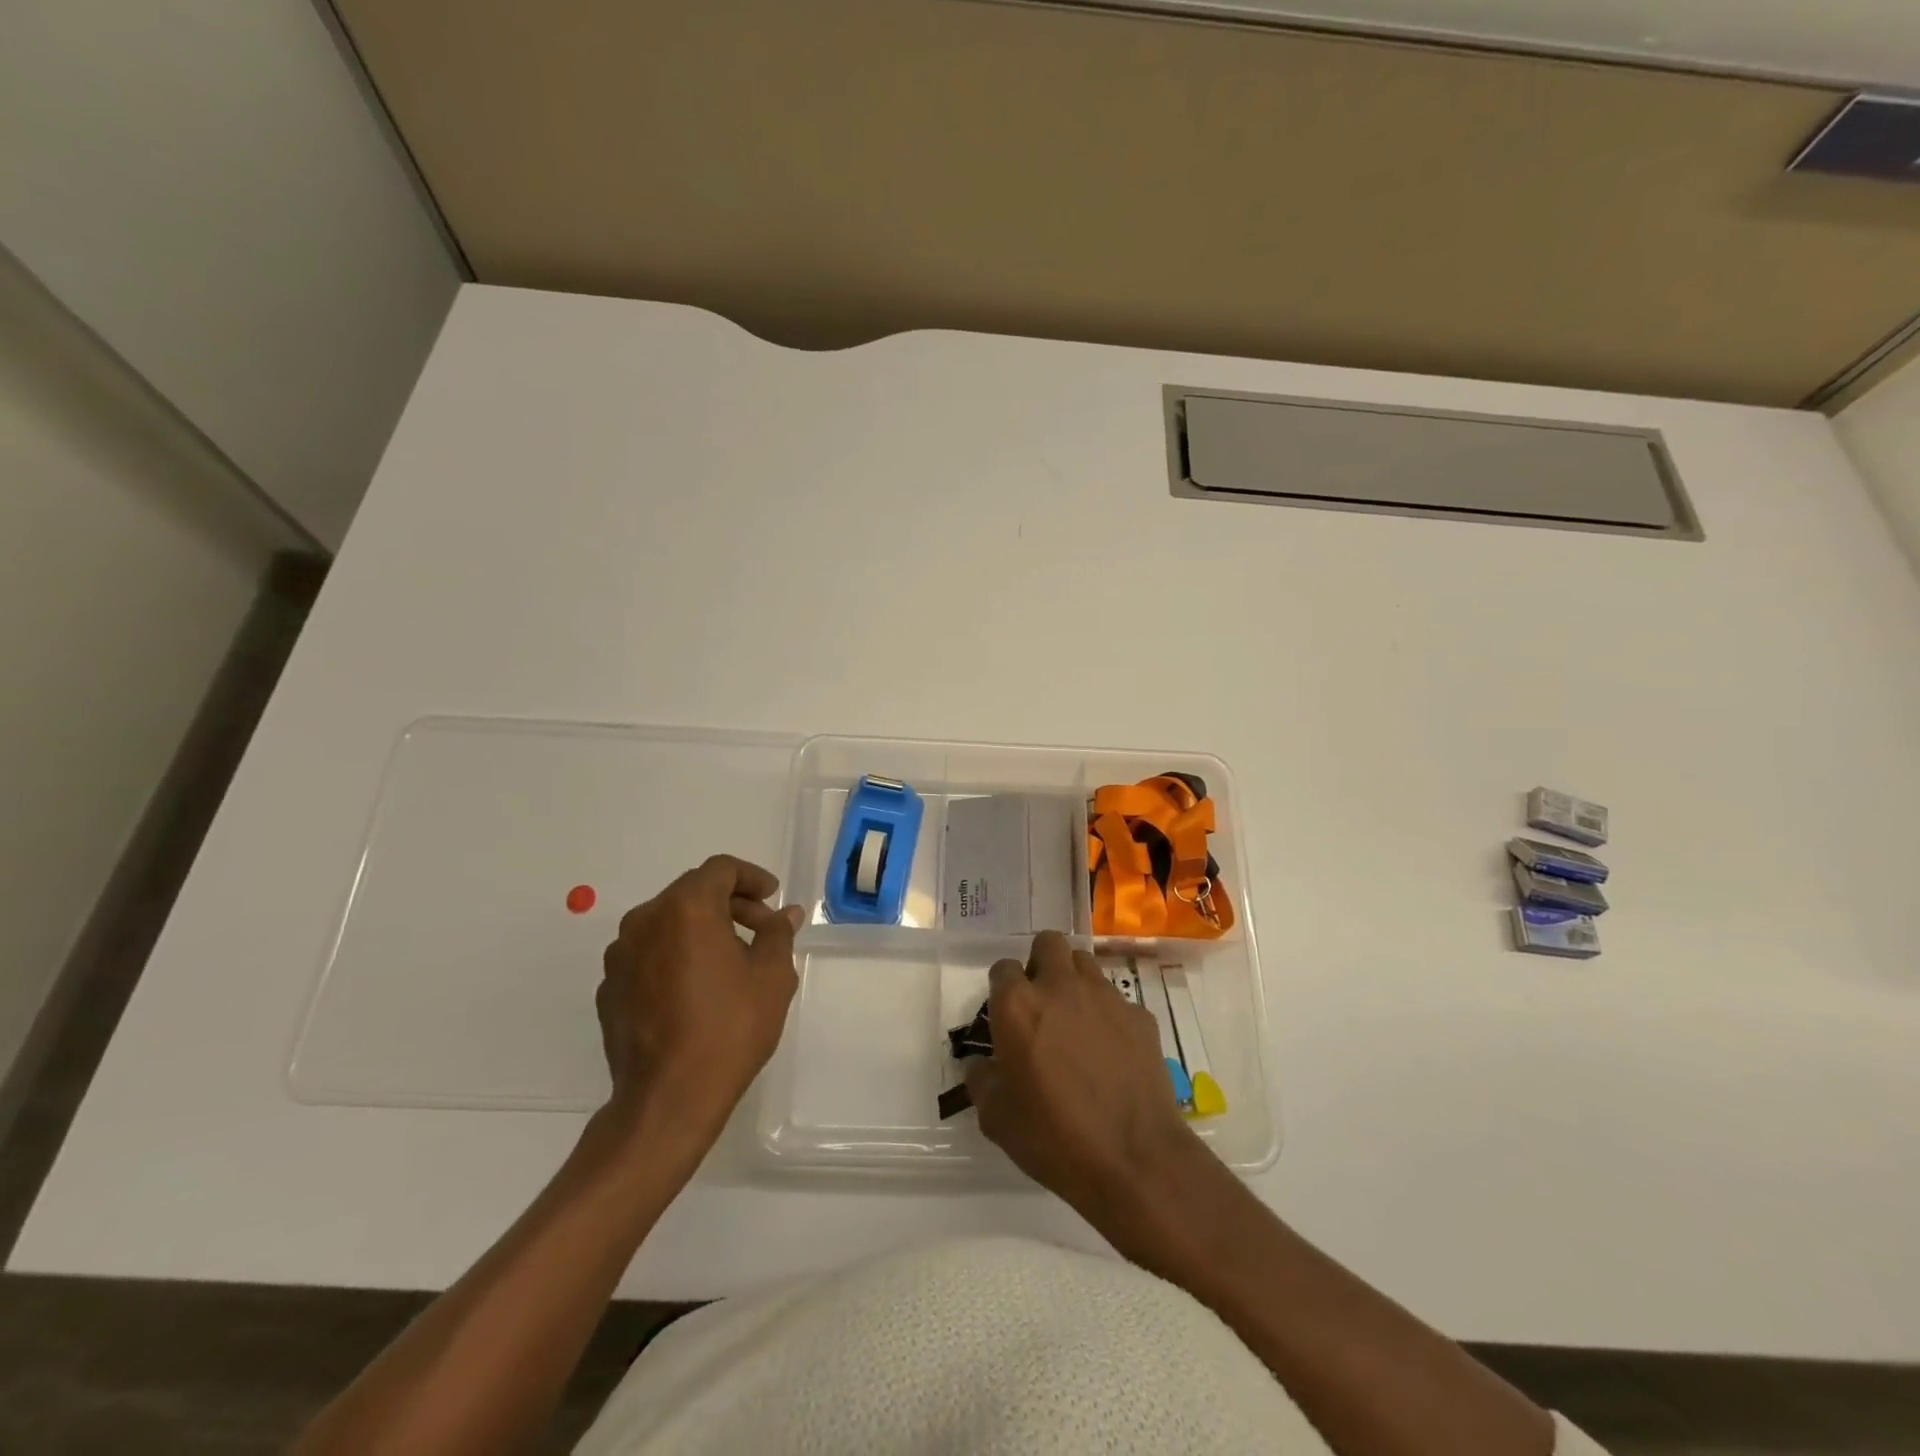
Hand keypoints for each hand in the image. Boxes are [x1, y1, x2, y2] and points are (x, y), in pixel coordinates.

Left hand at [597, 855, 802, 1138]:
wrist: (667, 1100)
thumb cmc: (729, 1029)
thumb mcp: (772, 977)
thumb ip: (777, 933)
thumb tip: (785, 914)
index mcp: (686, 909)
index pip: (720, 869)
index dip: (751, 877)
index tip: (772, 899)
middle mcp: (645, 921)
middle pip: (692, 892)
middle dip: (730, 903)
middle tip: (760, 929)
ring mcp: (621, 956)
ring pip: (668, 922)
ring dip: (701, 928)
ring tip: (730, 961)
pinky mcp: (610, 988)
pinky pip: (649, 953)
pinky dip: (675, 955)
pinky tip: (696, 989)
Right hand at [965, 931, 1199, 1215]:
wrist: (1134, 1159)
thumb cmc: (1054, 1138)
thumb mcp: (996, 1119)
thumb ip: (983, 1080)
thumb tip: (986, 1066)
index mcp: (1018, 1005)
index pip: (1003, 968)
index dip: (1003, 988)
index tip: (1006, 1015)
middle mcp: (1060, 987)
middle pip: (1047, 943)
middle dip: (1041, 963)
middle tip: (1041, 1001)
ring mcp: (1105, 996)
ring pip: (1084, 962)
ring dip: (1074, 980)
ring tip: (1076, 1020)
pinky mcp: (1140, 1015)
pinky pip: (1117, 999)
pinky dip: (1109, 1015)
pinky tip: (1111, 1050)